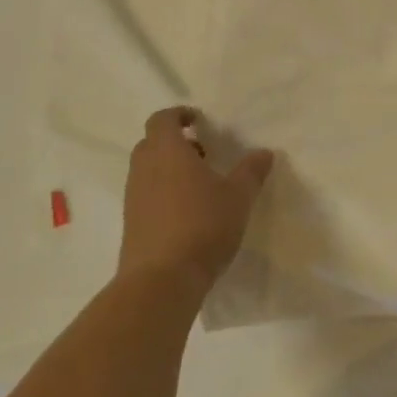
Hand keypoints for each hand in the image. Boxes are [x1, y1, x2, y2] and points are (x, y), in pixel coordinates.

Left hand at [120, 106, 274, 295]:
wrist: (161, 280)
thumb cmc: (202, 225)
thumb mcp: (238, 196)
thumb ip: (251, 171)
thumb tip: (264, 152)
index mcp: (167, 151)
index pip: (162, 119)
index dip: (179, 115)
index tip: (199, 121)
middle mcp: (144, 169)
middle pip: (152, 143)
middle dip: (176, 142)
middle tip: (204, 153)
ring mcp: (133, 198)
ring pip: (148, 170)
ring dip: (169, 169)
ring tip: (200, 186)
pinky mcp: (131, 224)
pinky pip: (146, 195)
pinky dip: (164, 193)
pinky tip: (188, 213)